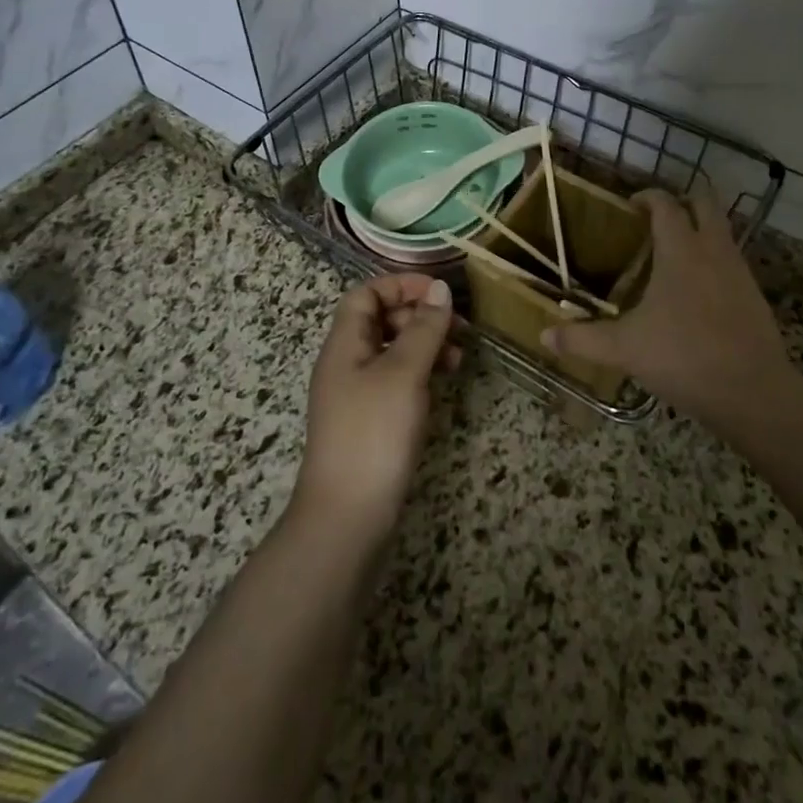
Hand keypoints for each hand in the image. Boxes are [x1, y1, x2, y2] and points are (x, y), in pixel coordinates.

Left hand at [291, 274, 458, 547]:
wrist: (347, 517)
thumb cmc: (374, 433)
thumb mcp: (404, 373)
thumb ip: (424, 328)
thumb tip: (441, 288)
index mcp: (345, 344)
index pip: (366, 294)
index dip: (401, 285)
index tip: (440, 293)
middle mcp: (346, 362)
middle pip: (380, 319)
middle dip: (419, 316)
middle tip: (458, 327)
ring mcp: (357, 394)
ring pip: (392, 351)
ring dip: (425, 345)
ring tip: (458, 358)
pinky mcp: (370, 421)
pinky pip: (396, 380)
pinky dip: (420, 373)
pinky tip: (443, 384)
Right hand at [543, 190, 802, 429]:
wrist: (754, 393)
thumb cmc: (684, 357)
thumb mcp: (625, 348)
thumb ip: (582, 338)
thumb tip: (543, 335)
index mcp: (681, 250)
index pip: (666, 204)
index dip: (647, 196)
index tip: (629, 205)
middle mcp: (713, 250)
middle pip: (705, 202)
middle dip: (682, 201)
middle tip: (655, 220)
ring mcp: (739, 271)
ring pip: (722, 230)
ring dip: (700, 229)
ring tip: (672, 253)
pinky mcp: (755, 295)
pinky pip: (731, 260)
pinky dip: (713, 259)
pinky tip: (695, 291)